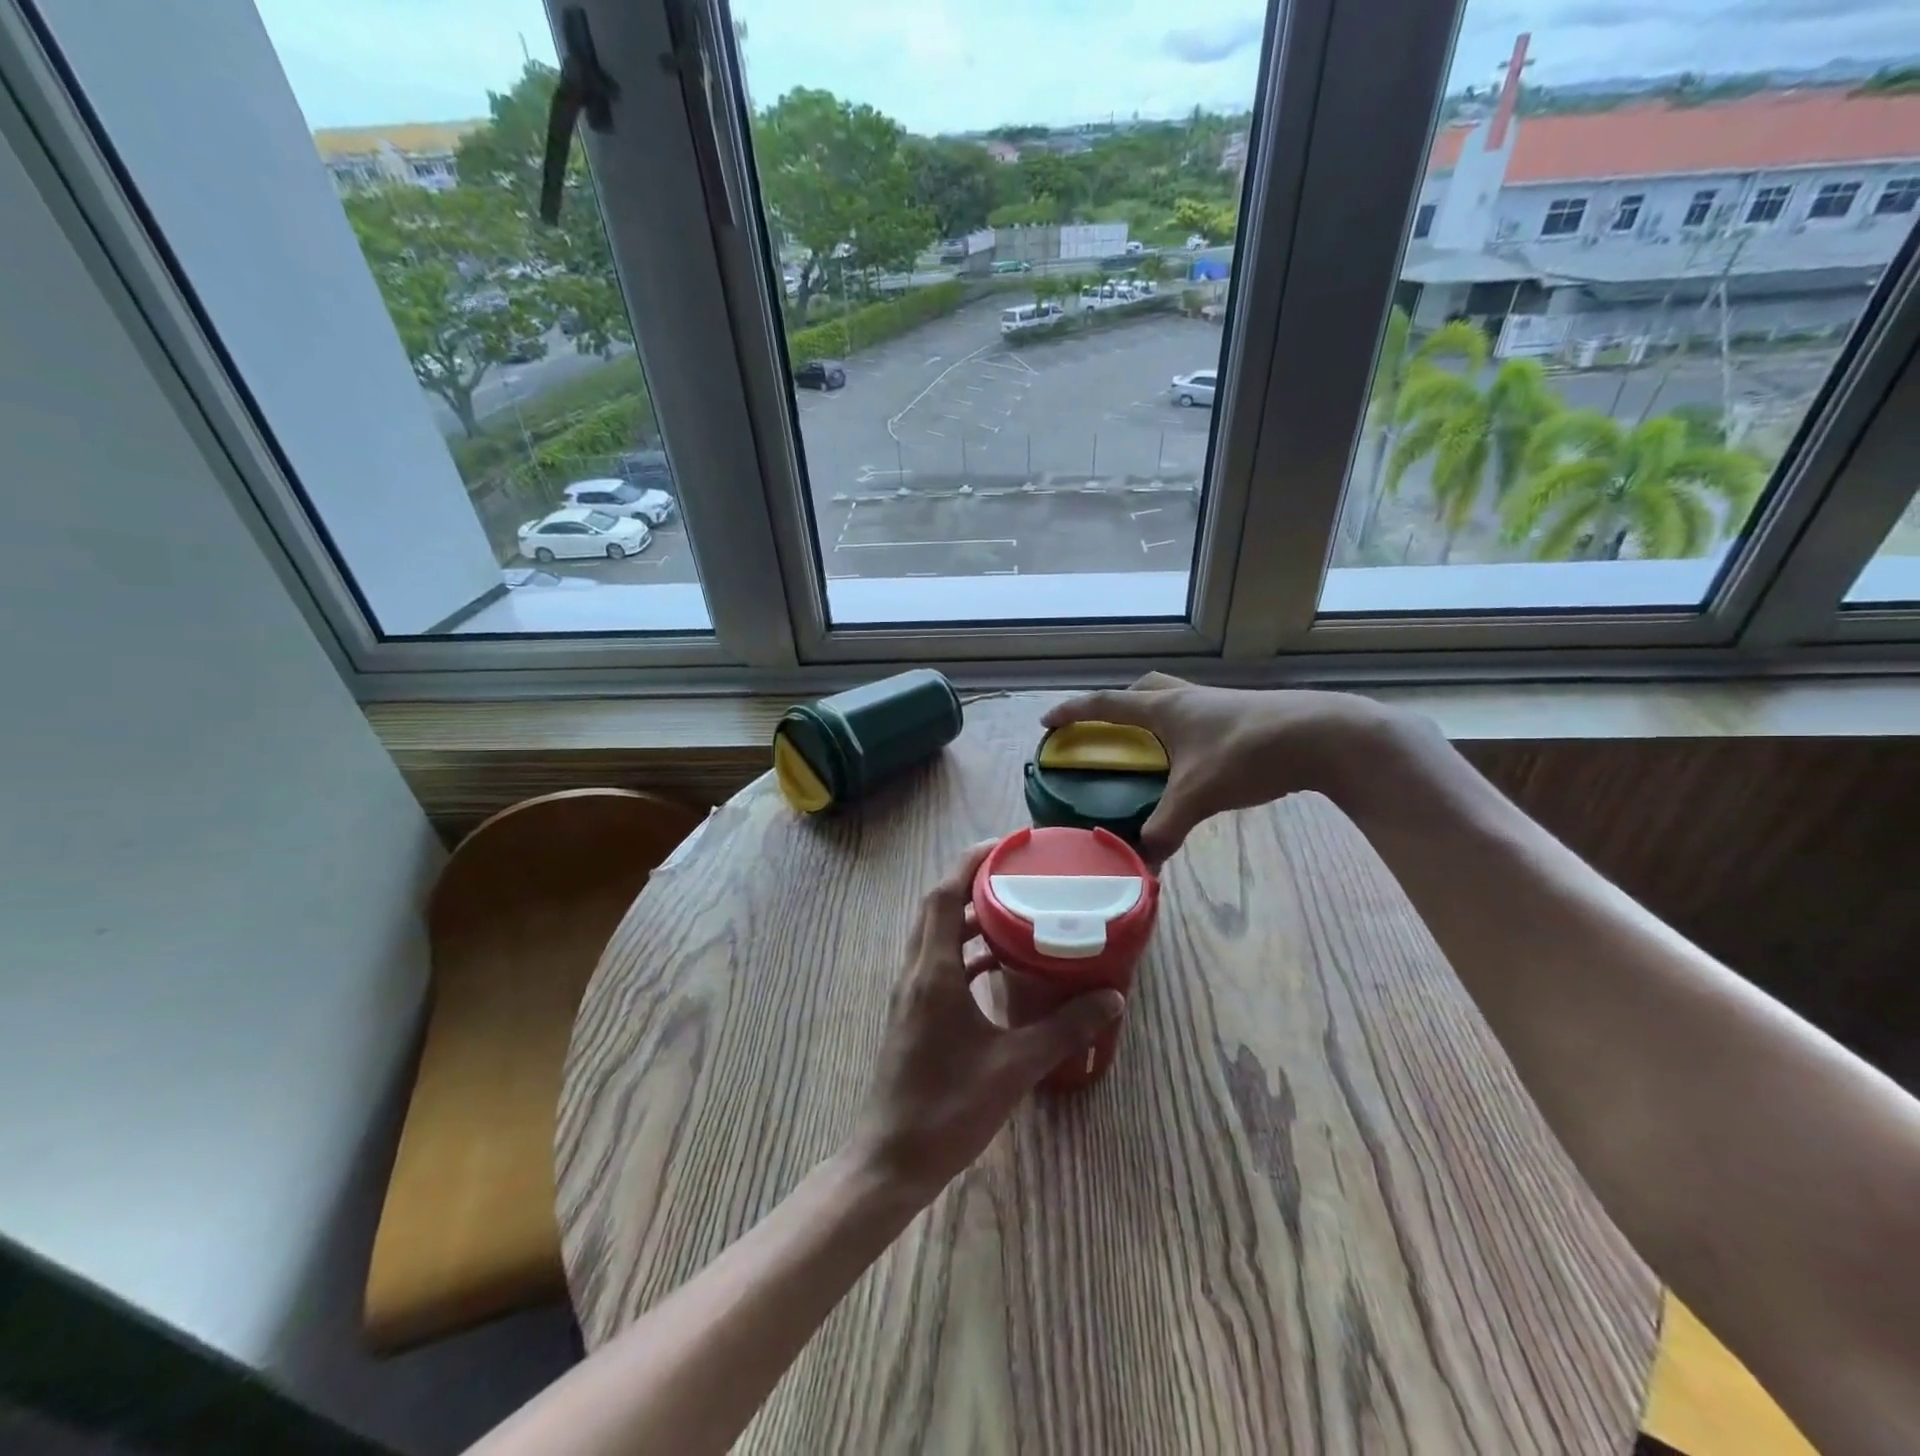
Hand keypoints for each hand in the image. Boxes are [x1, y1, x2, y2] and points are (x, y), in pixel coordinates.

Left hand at [850, 843, 1124, 1203]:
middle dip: (973, 882)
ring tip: (1014, 911)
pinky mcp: (913, 1012)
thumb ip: (1064, 1029)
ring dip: (969, 917)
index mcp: (934, 972)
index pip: (945, 895)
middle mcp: (917, 971)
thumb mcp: (1014, 1067)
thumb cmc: (948, 1109)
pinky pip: (939, 963)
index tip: (1005, 846)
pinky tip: (998, 966)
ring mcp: (911, 992)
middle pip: (938, 907)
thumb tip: (1111, 997)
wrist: (892, 1160)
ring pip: (936, 934)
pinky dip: (965, 951)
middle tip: (1016, 873)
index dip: (970, 862)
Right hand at [1043, 673, 1397, 864]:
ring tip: (1148, 748)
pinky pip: (1198, 716)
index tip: (1048, 721)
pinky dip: (1183, 732)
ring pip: (1173, 700)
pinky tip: (1193, 761)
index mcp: (1165, 709)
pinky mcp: (1243, 715)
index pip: (1107, 703)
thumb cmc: (1249, 753)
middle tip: (1106, 729)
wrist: (1325, 736)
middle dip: (1117, 705)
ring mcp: (1217, 704)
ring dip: (1153, 716)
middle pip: (1142, 690)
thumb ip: (1166, 828)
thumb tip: (1143, 862)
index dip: (1074, 712)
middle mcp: (1187, 698)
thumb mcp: (1200, 795)